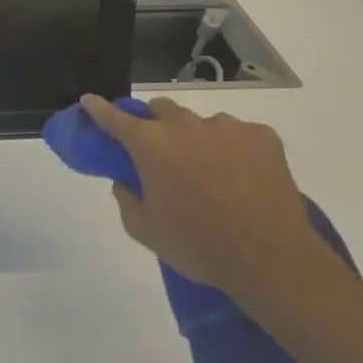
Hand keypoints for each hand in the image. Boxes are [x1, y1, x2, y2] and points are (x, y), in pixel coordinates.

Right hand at [81, 94, 351, 320]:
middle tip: (165, 154)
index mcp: (150, 144)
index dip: (98, 108)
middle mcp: (183, 125)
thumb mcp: (147, 231)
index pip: (114, 117)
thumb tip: (125, 180)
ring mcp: (226, 127)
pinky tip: (245, 178)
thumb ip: (126, 199)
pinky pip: (240, 135)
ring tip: (214, 174)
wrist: (273, 261)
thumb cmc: (200, 247)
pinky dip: (236, 150)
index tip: (89, 101)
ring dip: (198, 140)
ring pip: (202, 123)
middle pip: (160, 110)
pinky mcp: (262, 136)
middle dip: (157, 125)